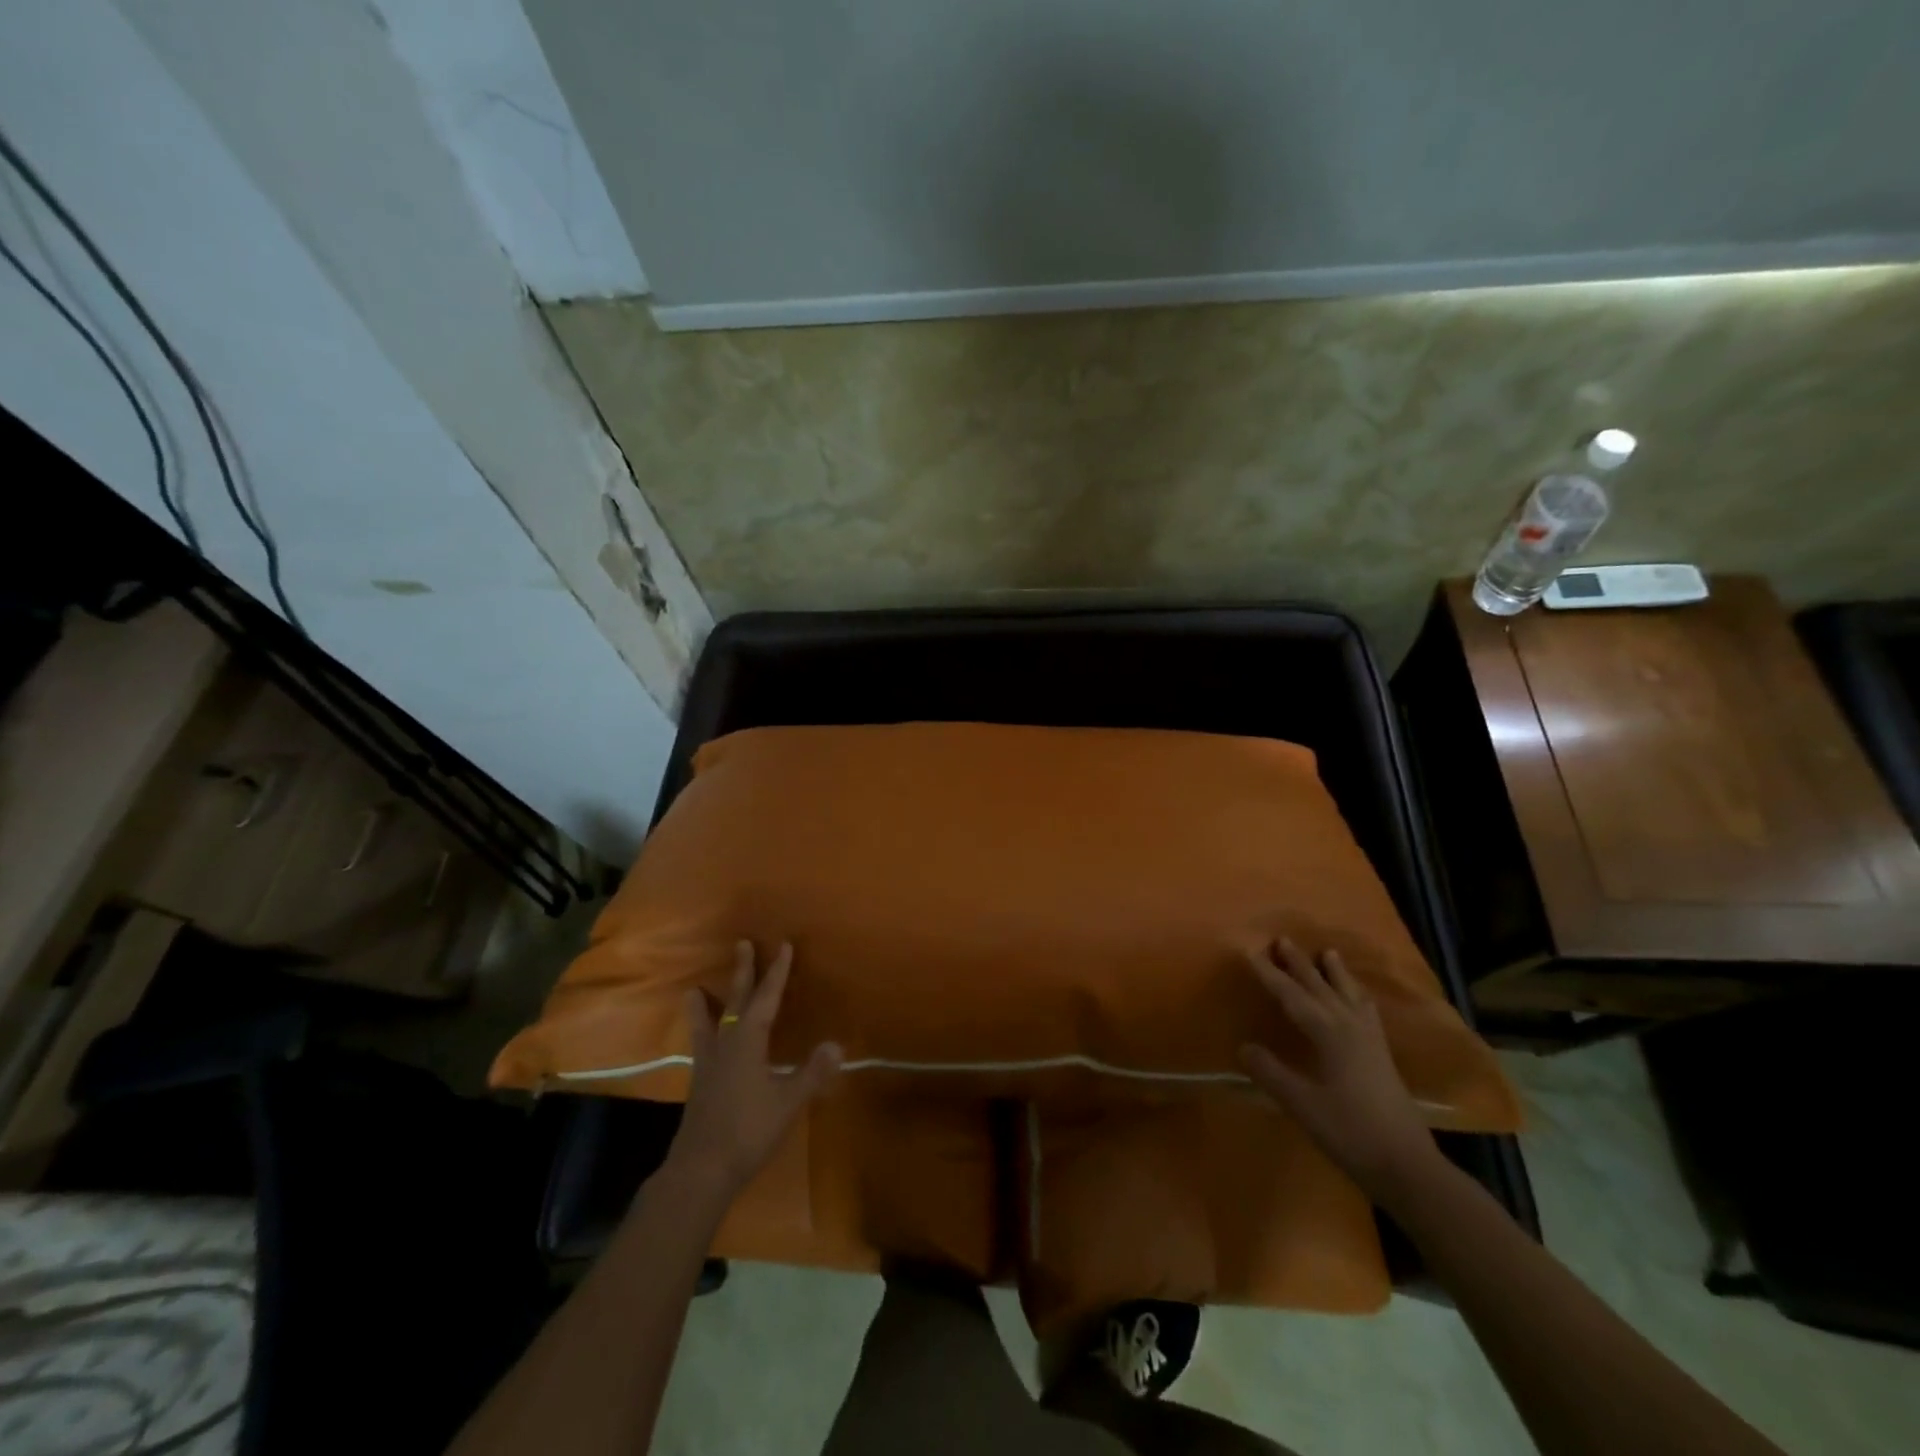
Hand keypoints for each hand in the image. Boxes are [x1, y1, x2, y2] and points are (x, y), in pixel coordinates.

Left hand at [662, 941, 841, 1205]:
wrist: (702, 1170)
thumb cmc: (748, 1131)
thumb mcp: (787, 1102)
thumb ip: (811, 1073)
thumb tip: (837, 1044)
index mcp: (748, 1042)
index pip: (766, 998)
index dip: (777, 972)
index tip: (784, 946)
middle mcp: (725, 1044)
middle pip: (735, 1001)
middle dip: (742, 972)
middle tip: (741, 944)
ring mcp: (709, 1064)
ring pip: (709, 1022)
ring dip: (707, 1004)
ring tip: (695, 988)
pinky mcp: (699, 1083)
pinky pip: (701, 1045)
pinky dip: (700, 1032)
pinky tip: (702, 1040)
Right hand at [1239, 938, 1439, 1205]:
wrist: (1407, 1166)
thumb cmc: (1349, 1132)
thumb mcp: (1302, 1104)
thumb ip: (1271, 1073)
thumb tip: (1244, 1046)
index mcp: (1329, 1034)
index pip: (1292, 996)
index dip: (1269, 975)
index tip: (1250, 952)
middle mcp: (1350, 1027)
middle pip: (1321, 987)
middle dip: (1300, 964)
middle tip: (1283, 940)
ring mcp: (1371, 1040)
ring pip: (1348, 995)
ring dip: (1335, 973)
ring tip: (1328, 952)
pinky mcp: (1382, 1055)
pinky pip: (1367, 1011)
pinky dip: (1357, 995)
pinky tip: (1359, 997)